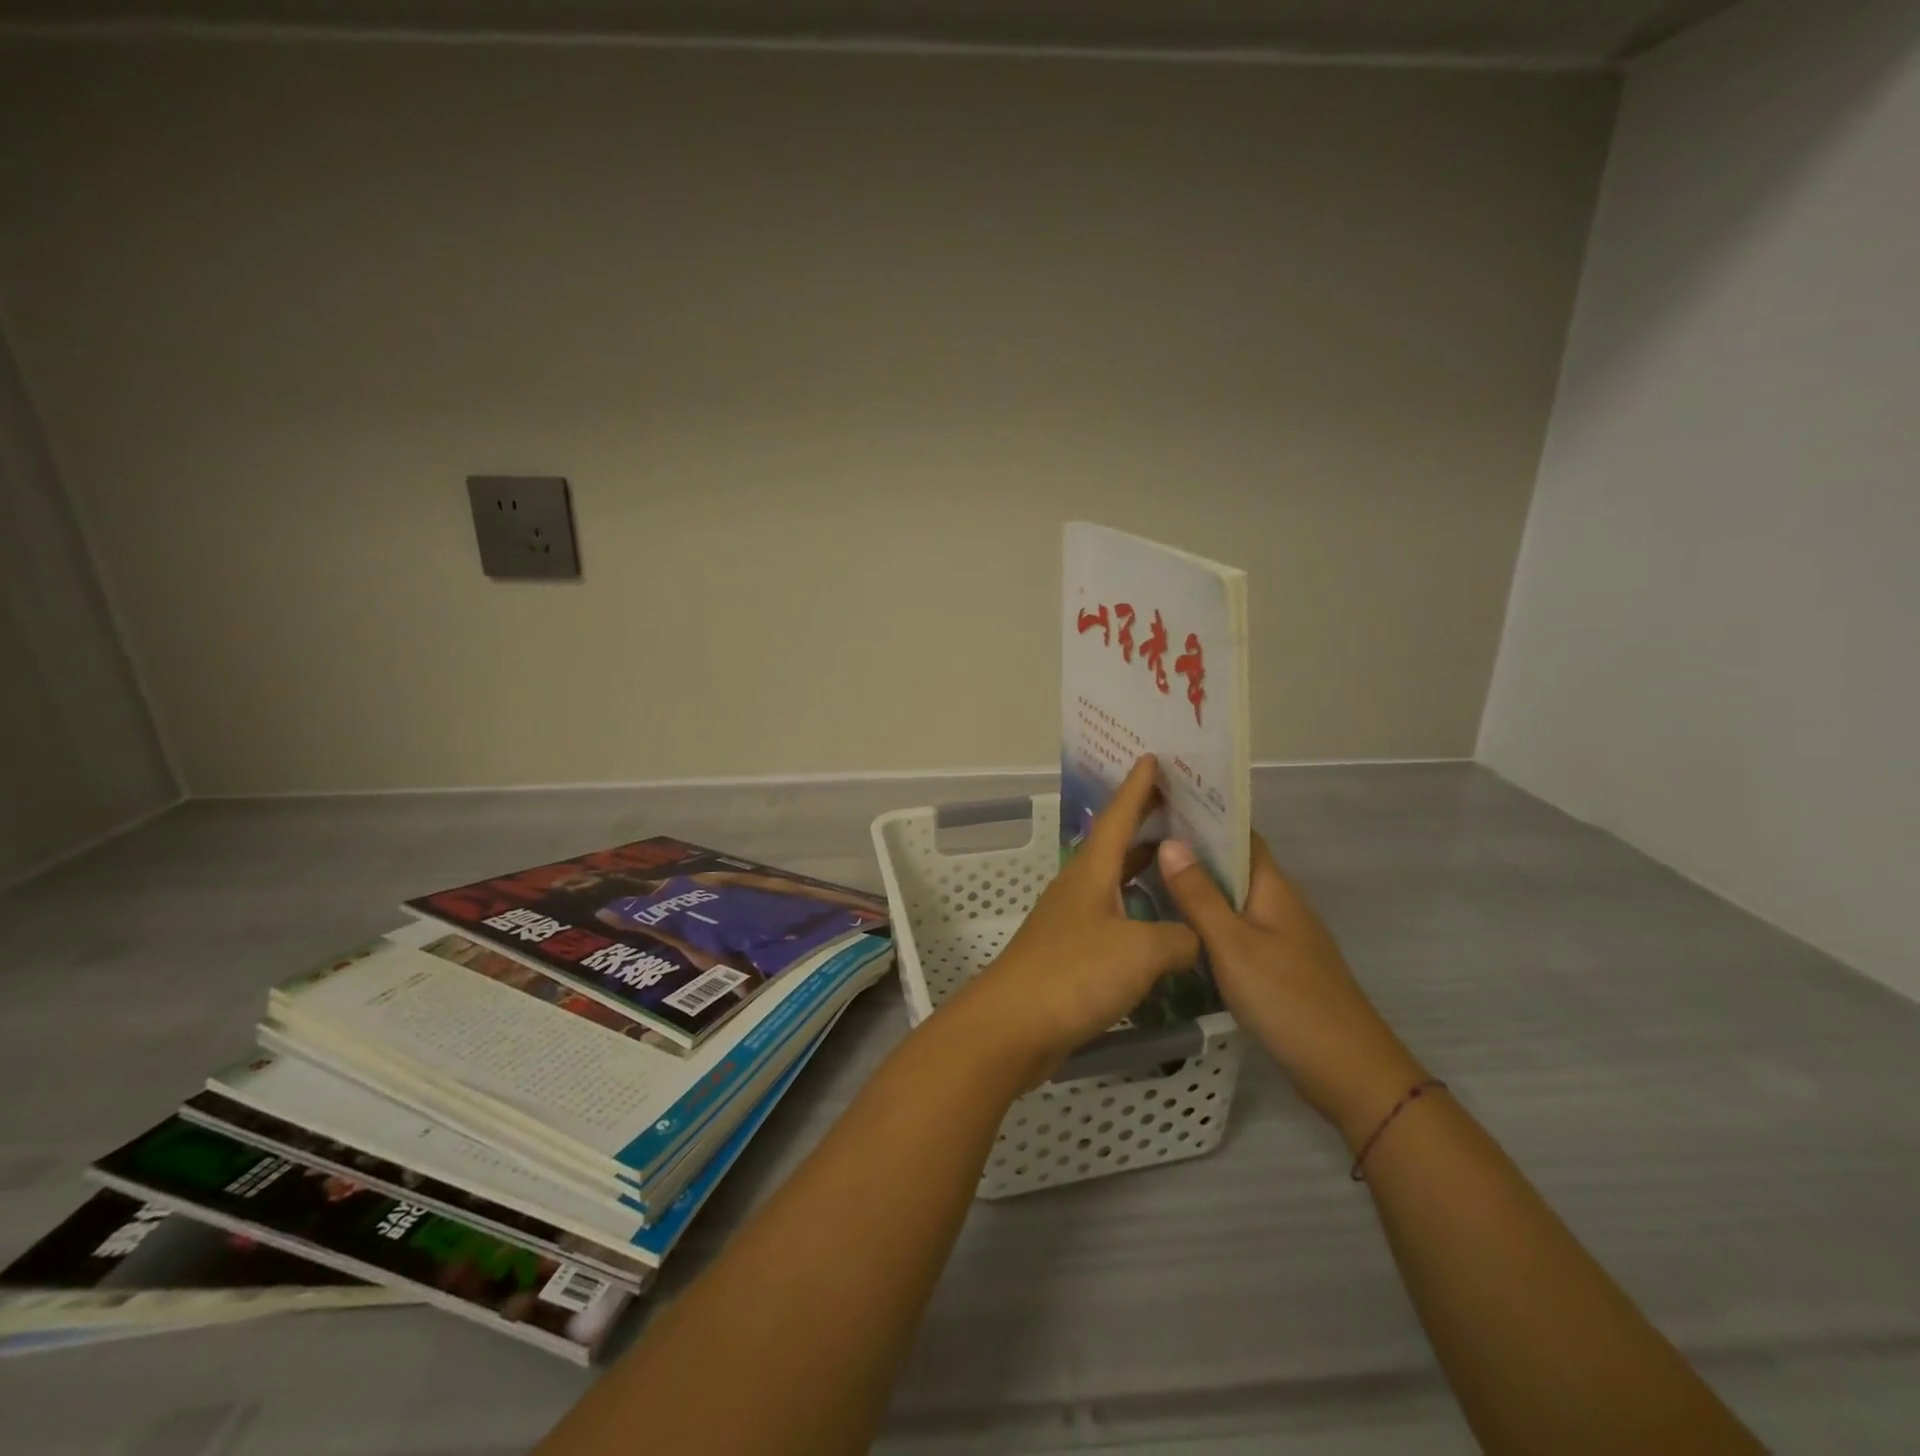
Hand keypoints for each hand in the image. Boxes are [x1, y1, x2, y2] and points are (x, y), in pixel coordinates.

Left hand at [949, 756, 1199, 1082]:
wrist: (1013, 1027)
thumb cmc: (1074, 975)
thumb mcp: (1140, 951)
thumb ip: (1178, 938)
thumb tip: (1195, 937)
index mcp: (1091, 873)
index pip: (1117, 817)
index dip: (1136, 788)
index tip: (1151, 757)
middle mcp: (1078, 890)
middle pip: (1113, 847)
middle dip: (1143, 826)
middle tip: (1180, 811)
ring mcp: (1070, 924)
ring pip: (1113, 885)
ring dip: (1141, 872)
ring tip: (1178, 865)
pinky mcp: (1069, 957)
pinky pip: (1112, 922)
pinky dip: (1137, 915)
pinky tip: (1158, 931)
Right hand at [1158, 835, 1425, 1146]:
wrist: (1348, 1072)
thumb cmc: (1288, 1000)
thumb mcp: (1233, 946)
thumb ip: (1200, 896)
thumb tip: (1170, 841)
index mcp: (1273, 888)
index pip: (1239, 833)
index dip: (1204, 813)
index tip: (1161, 800)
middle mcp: (1279, 903)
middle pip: (1234, 863)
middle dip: (1192, 846)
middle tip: (1139, 836)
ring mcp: (1280, 936)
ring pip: (1232, 896)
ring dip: (1197, 882)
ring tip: (1146, 872)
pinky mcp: (1276, 964)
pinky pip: (1235, 925)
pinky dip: (1206, 915)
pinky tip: (1177, 925)